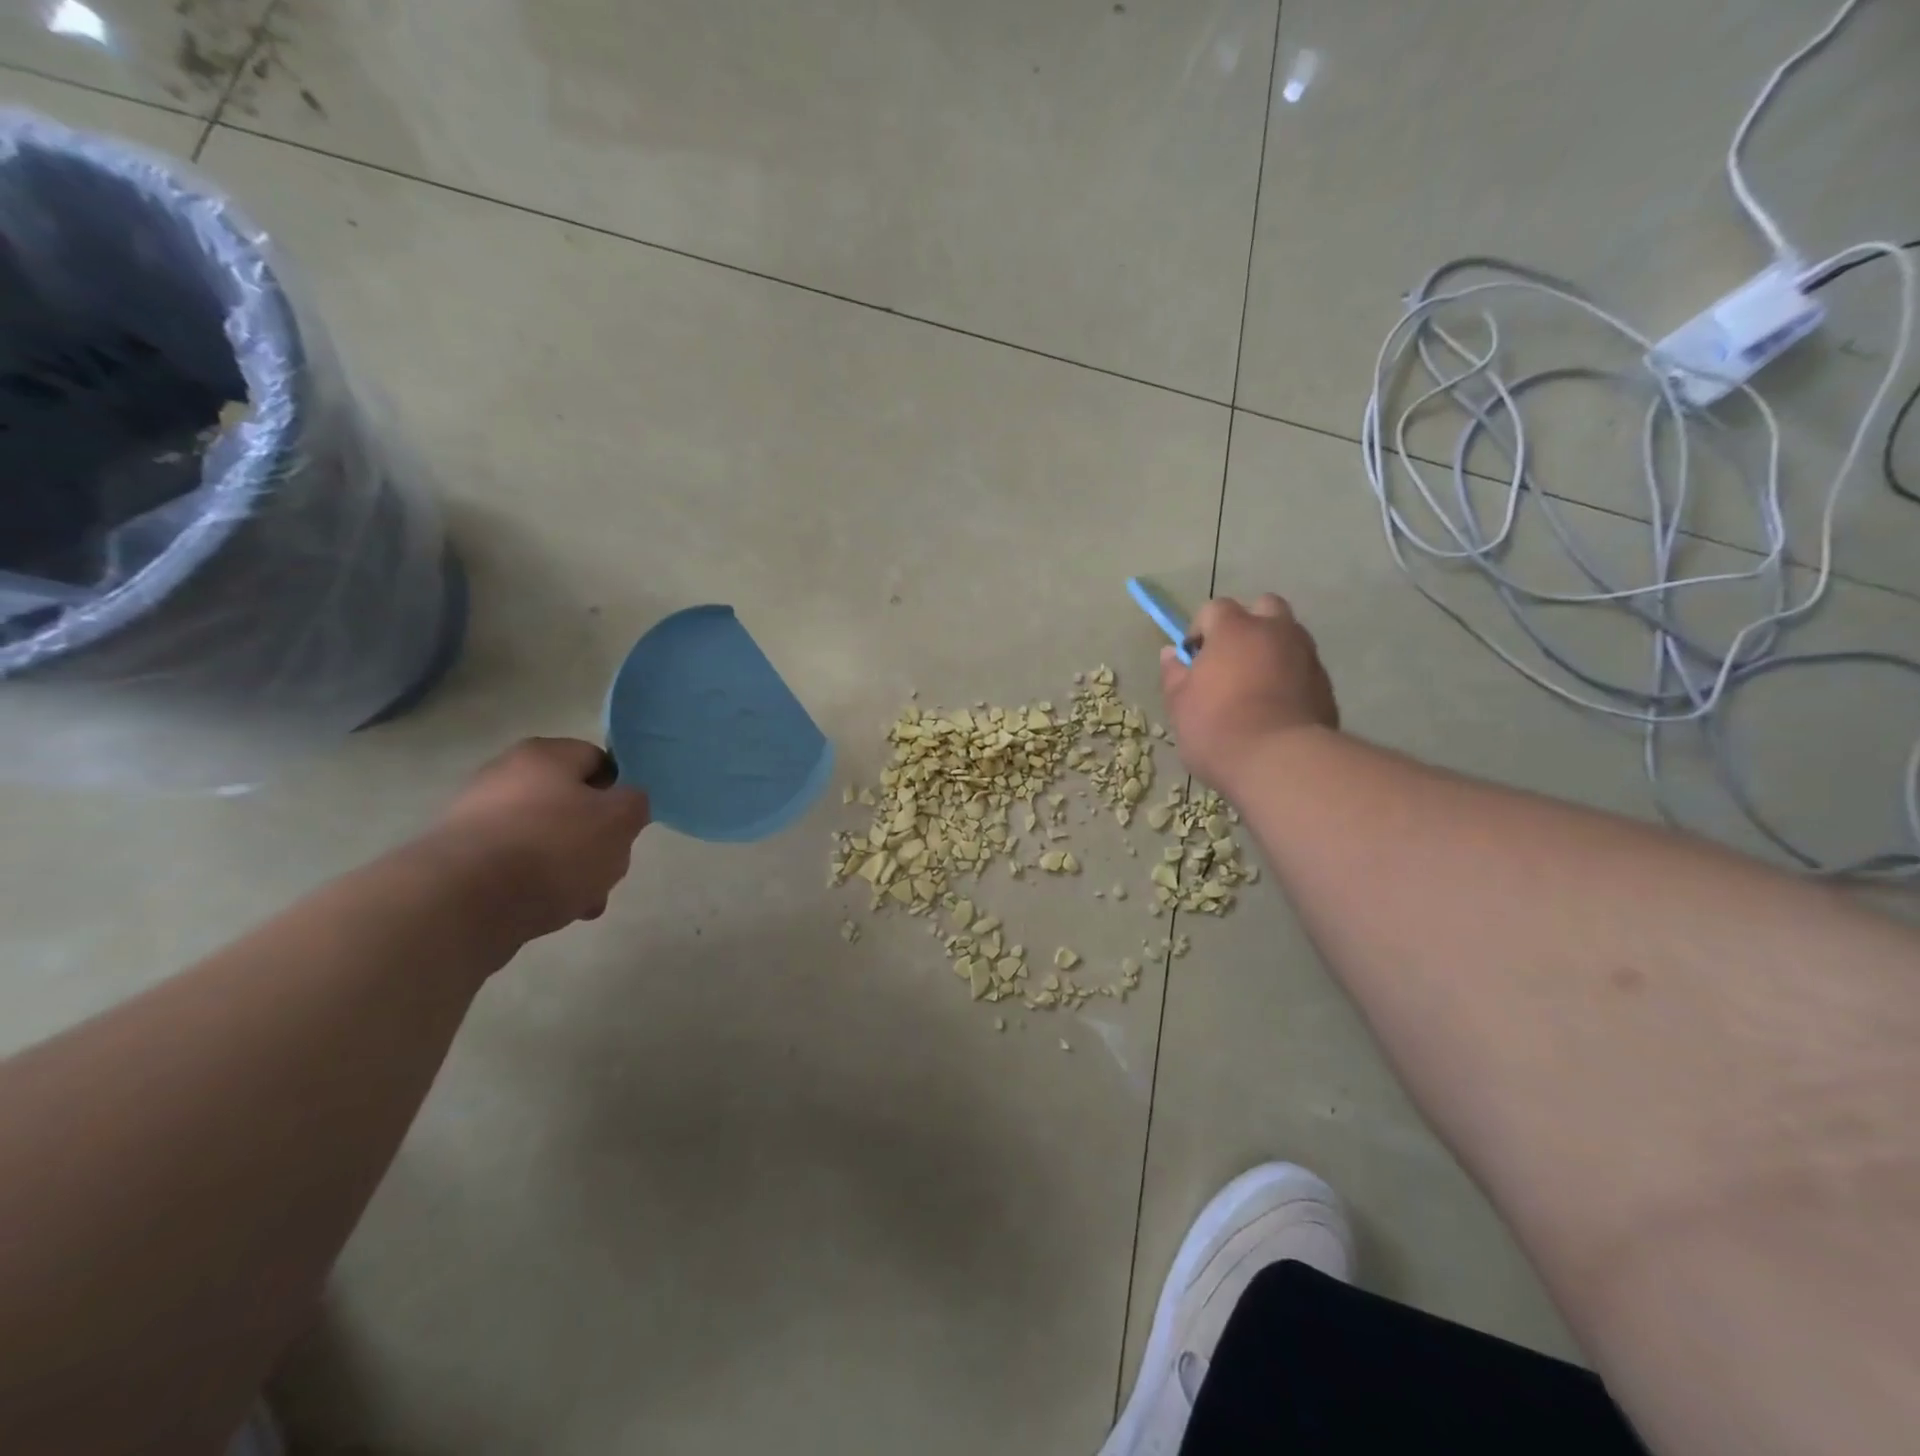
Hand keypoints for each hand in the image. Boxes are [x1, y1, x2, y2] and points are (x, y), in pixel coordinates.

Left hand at [429, 737, 650, 941]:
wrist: (459, 905)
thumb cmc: (552, 848)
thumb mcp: (619, 820)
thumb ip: (635, 804)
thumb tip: (624, 804)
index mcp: (544, 755)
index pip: (598, 760)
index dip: (620, 792)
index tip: (627, 826)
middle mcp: (505, 777)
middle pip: (572, 804)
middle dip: (597, 841)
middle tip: (609, 870)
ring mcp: (476, 819)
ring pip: (546, 841)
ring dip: (571, 869)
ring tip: (583, 904)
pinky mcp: (458, 861)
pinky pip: (515, 868)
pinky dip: (537, 886)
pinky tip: (548, 912)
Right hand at [1159, 594, 1338, 791]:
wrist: (1280, 762)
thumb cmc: (1217, 728)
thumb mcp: (1179, 704)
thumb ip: (1174, 673)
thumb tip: (1171, 653)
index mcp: (1235, 629)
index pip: (1215, 608)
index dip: (1201, 629)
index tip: (1193, 659)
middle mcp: (1275, 631)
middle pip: (1264, 607)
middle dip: (1248, 624)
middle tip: (1231, 658)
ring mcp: (1306, 655)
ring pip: (1289, 635)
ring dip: (1272, 649)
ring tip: (1255, 684)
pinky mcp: (1325, 684)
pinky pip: (1303, 667)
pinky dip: (1290, 675)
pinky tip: (1277, 706)